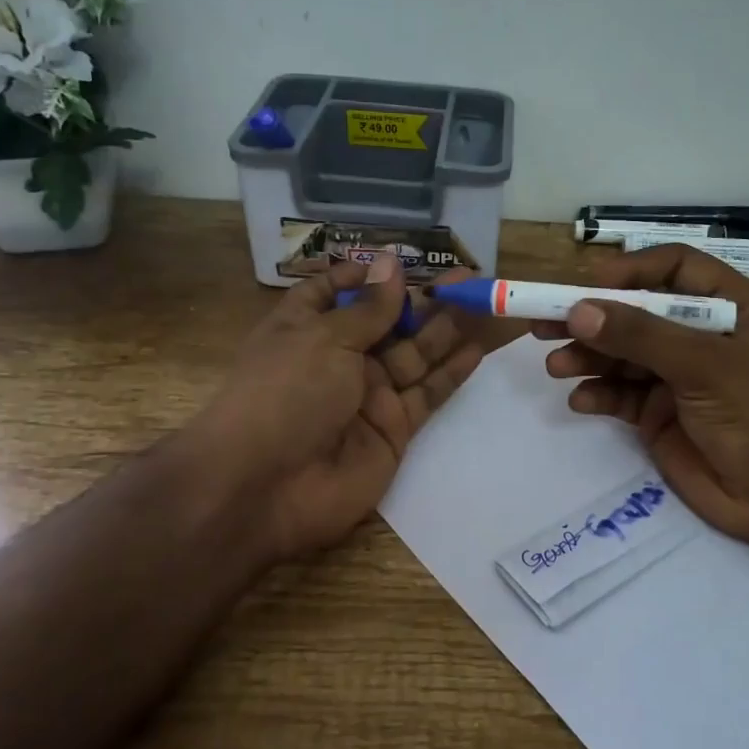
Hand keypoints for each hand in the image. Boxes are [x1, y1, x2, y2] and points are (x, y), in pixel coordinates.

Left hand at [195, 256, 488, 562]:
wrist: (266, 486)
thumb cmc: (285, 393)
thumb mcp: (325, 338)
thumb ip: (369, 308)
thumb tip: (390, 263)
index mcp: (306, 328)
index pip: (334, 293)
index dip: (365, 278)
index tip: (401, 263)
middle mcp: (338, 359)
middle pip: (387, 323)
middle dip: (424, 301)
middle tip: (468, 279)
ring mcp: (368, 396)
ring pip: (415, 356)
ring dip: (446, 330)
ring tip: (483, 302)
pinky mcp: (393, 429)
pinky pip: (427, 395)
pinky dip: (451, 373)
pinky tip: (476, 349)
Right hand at [535, 243, 748, 549]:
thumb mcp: (704, 365)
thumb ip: (639, 336)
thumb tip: (578, 311)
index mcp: (727, 307)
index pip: (673, 269)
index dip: (631, 272)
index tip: (588, 287)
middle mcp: (699, 335)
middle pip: (636, 313)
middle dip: (592, 318)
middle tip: (543, 323)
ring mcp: (677, 377)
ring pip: (621, 355)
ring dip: (587, 358)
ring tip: (556, 366)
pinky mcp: (660, 415)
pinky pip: (620, 396)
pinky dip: (597, 394)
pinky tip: (580, 401)